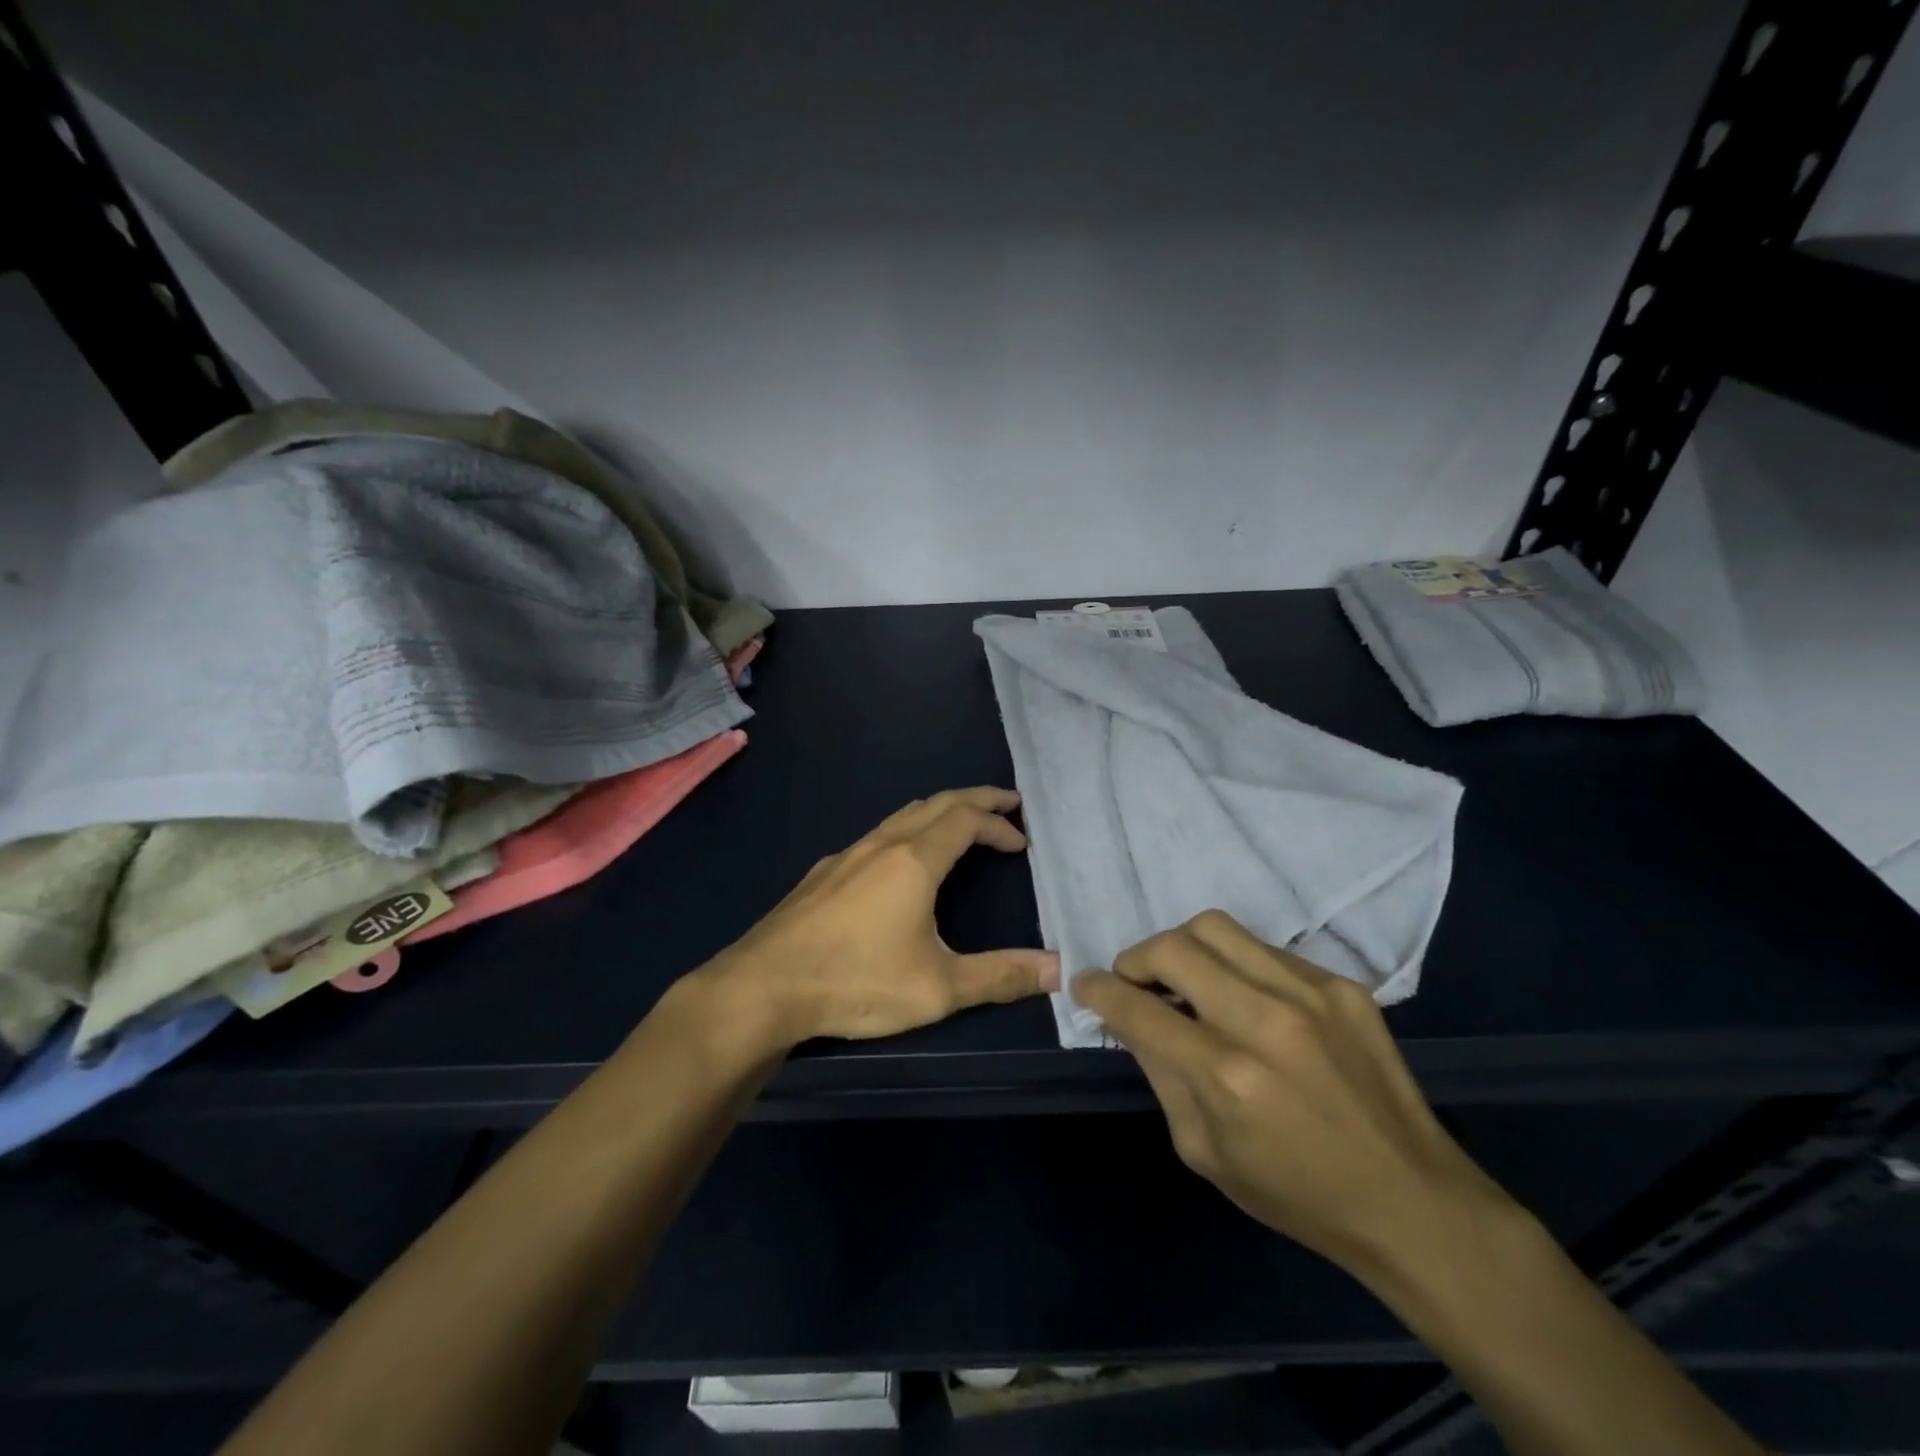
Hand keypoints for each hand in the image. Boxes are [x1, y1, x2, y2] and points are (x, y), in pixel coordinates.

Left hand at [697, 788, 1059, 1047]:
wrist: (764, 987)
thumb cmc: (857, 982)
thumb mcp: (938, 988)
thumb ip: (1000, 976)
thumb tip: (1056, 970)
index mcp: (914, 861)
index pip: (967, 820)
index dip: (999, 824)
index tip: (1022, 841)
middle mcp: (882, 845)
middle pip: (937, 803)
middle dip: (976, 799)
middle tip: (1007, 803)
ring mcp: (847, 854)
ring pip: (903, 815)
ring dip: (940, 811)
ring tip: (961, 823)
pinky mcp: (824, 873)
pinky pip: (877, 834)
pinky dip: (908, 829)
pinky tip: (901, 861)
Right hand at [1074, 911, 1512, 1279]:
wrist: (1411, 1201)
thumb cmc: (1295, 1193)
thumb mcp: (1203, 1151)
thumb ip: (1162, 1074)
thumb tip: (1131, 1019)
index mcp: (1227, 1077)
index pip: (1138, 1010)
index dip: (1099, 991)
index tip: (1086, 984)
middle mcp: (1265, 1022)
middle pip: (1173, 948)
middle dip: (1136, 959)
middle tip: (1135, 982)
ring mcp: (1310, 995)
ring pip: (1216, 928)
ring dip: (1182, 948)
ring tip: (1184, 978)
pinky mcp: (1342, 986)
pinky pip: (1265, 949)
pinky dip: (1236, 964)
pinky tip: (1244, 997)